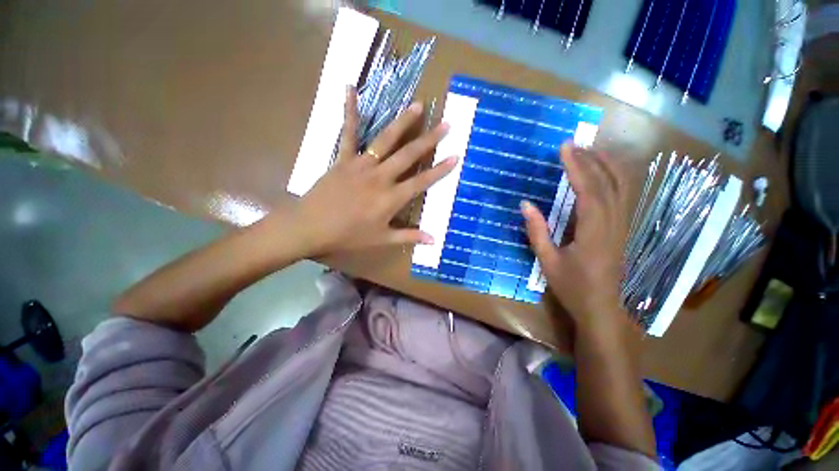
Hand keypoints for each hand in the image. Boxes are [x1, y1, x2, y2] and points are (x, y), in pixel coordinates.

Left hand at [287, 87, 456, 256]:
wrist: (311, 228)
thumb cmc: (349, 236)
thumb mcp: (382, 239)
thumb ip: (409, 237)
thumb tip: (433, 239)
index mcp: (391, 198)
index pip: (422, 181)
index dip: (440, 170)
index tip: (455, 156)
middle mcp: (381, 177)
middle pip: (409, 155)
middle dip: (429, 140)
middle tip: (445, 124)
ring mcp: (361, 165)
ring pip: (386, 140)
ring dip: (403, 122)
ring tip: (418, 105)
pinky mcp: (343, 159)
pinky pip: (348, 133)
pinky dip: (350, 111)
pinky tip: (350, 88)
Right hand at [521, 143, 630, 333]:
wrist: (602, 309)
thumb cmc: (572, 287)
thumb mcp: (547, 261)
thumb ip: (536, 231)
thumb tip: (525, 204)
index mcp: (594, 231)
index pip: (588, 190)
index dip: (576, 166)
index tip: (565, 147)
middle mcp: (614, 223)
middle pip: (609, 182)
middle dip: (592, 159)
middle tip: (574, 144)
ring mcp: (623, 225)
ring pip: (622, 186)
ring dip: (607, 164)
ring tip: (589, 150)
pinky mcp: (623, 229)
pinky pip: (623, 196)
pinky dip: (614, 177)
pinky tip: (603, 173)